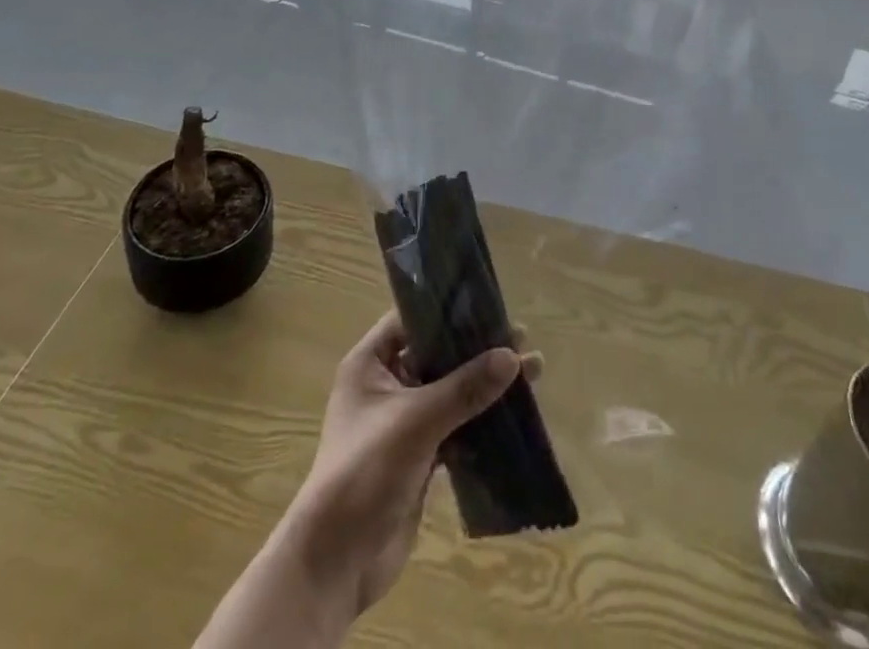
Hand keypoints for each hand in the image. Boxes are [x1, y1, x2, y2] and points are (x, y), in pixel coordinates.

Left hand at [285, 313, 525, 616]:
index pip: (412, 320)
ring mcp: (403, 422)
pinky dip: (481, 421)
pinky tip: (515, 416)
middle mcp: (386, 385)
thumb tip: (513, 356)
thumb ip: (465, 388)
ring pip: (451, 392)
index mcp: (370, 363)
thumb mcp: (416, 421)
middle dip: (478, 349)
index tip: (490, 306)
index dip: (449, 311)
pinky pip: (455, 427)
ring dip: (485, 385)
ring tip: (532, 373)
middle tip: (522, 339)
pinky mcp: (419, 456)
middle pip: (437, 355)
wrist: (336, 562)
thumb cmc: (366, 470)